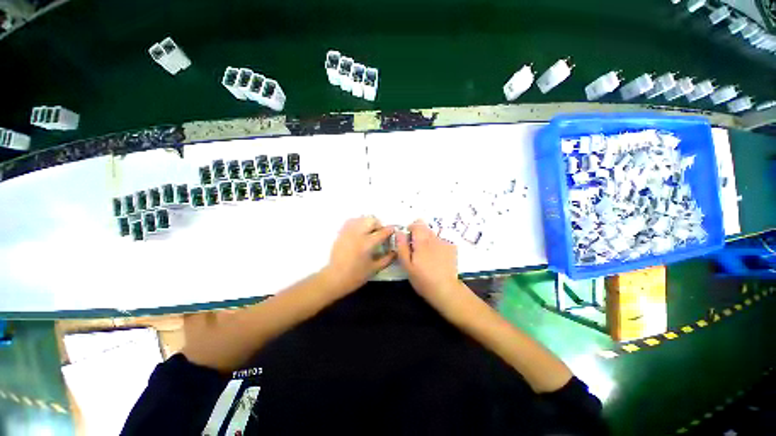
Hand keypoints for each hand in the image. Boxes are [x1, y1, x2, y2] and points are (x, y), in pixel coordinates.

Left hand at [321, 216, 395, 295]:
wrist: (335, 278)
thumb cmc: (356, 275)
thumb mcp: (375, 269)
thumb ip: (387, 259)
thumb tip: (395, 252)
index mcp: (367, 244)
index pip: (382, 232)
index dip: (390, 230)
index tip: (393, 231)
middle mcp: (358, 234)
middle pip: (371, 220)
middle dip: (378, 225)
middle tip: (380, 233)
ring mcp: (348, 232)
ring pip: (361, 218)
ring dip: (368, 223)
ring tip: (370, 231)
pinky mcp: (341, 233)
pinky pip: (351, 221)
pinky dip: (358, 223)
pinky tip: (360, 231)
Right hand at [395, 220, 464, 309]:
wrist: (445, 289)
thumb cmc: (422, 279)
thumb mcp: (407, 265)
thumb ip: (402, 247)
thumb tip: (399, 232)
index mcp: (422, 241)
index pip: (417, 224)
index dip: (411, 227)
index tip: (408, 236)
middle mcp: (434, 238)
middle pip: (426, 227)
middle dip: (419, 233)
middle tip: (416, 248)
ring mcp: (445, 243)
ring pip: (433, 234)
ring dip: (428, 240)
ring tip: (427, 255)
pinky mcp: (452, 248)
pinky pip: (441, 241)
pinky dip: (437, 245)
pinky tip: (437, 258)